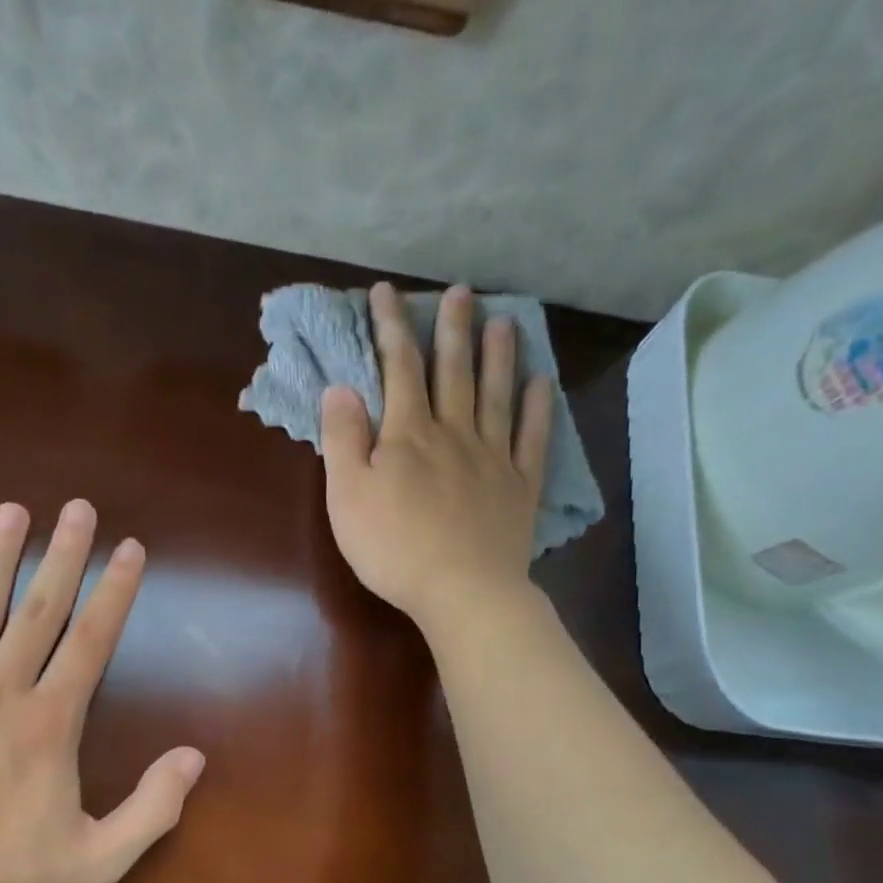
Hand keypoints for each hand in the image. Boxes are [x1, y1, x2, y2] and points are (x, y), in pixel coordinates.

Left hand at [0, 501, 205, 882]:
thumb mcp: (97, 863)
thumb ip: (152, 808)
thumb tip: (195, 756)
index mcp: (50, 725)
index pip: (93, 640)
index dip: (115, 590)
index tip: (129, 547)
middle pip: (39, 610)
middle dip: (63, 555)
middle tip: (77, 507)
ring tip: (11, 511)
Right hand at [321, 283, 553, 628]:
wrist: (461, 590)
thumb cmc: (393, 547)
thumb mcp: (347, 496)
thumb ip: (343, 440)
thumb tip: (341, 388)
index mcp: (408, 434)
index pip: (398, 368)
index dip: (390, 327)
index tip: (385, 292)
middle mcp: (453, 432)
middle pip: (452, 371)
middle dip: (451, 328)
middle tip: (459, 291)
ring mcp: (492, 456)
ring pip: (495, 394)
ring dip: (497, 356)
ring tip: (502, 322)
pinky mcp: (519, 485)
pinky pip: (532, 437)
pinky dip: (538, 408)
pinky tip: (542, 383)